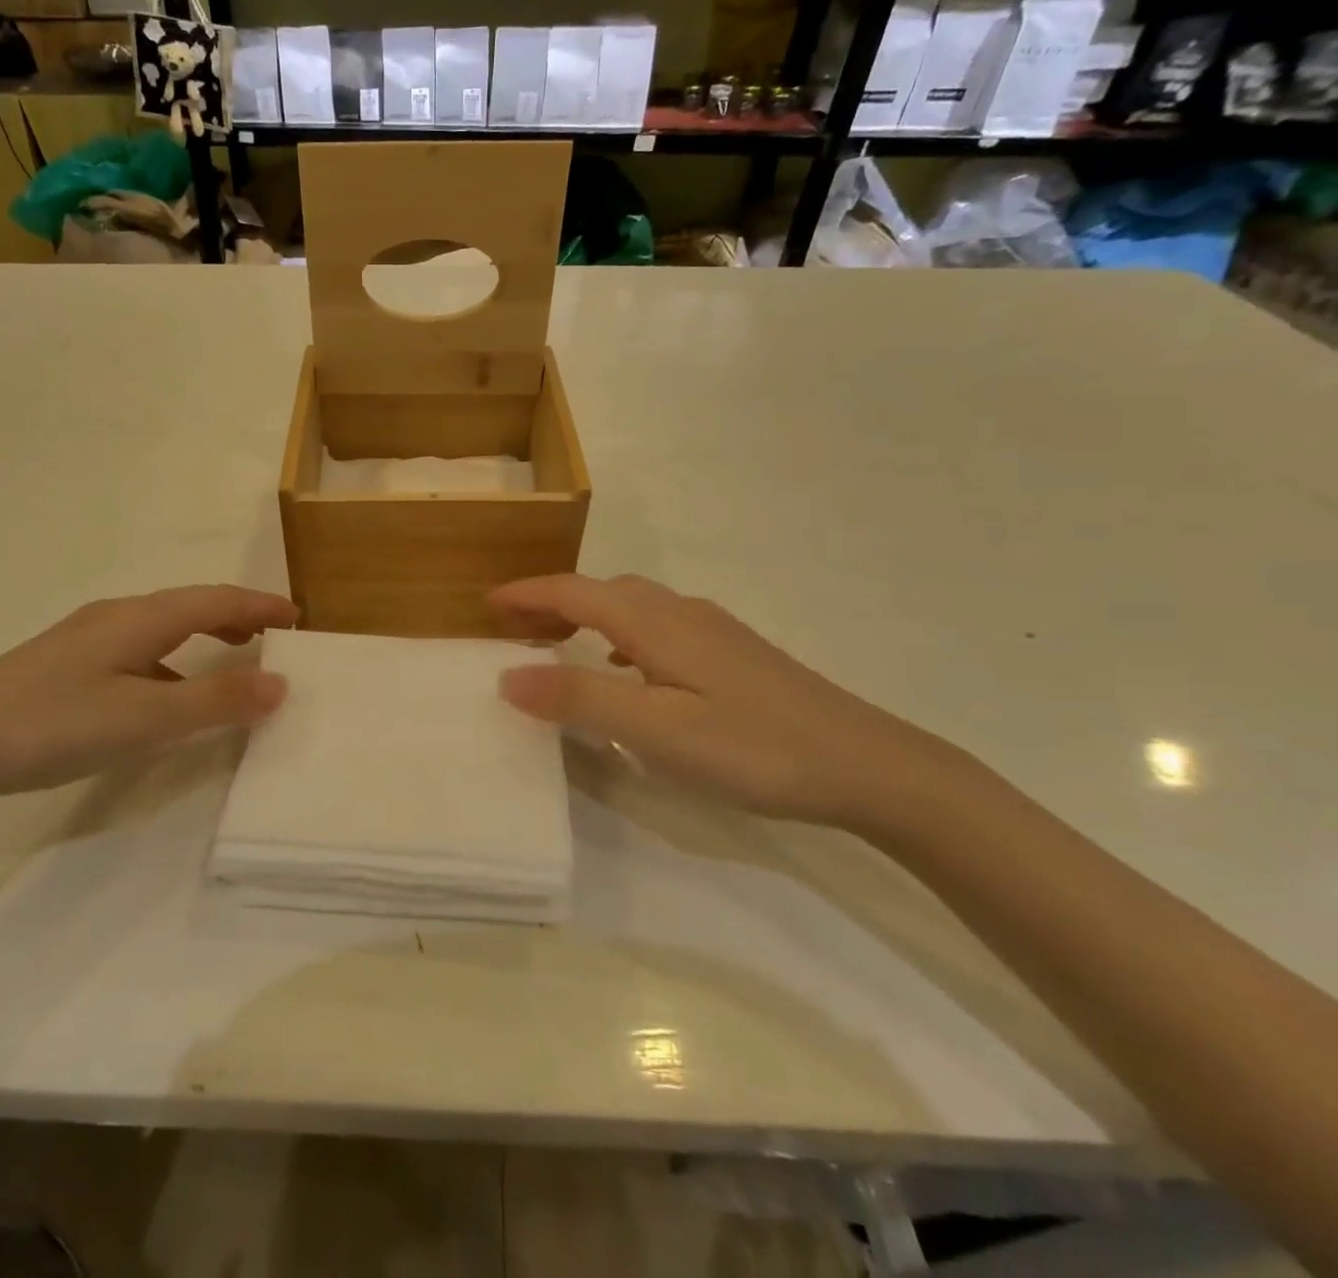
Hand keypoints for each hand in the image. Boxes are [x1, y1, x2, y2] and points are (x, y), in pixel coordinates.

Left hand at [0, 585, 296, 813]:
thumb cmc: (53, 724)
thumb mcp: (144, 718)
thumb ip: (216, 702)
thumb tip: (281, 683)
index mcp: (140, 618)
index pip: (217, 599)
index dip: (261, 606)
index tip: (299, 618)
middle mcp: (116, 617)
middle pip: (191, 606)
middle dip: (237, 617)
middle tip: (274, 637)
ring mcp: (86, 639)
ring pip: (163, 628)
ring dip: (205, 637)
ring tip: (233, 659)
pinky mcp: (66, 664)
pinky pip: (140, 650)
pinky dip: (174, 662)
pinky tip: (166, 695)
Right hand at [490, 574, 989, 834]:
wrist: (870, 765)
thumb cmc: (755, 747)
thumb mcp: (657, 729)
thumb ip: (581, 697)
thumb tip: (508, 675)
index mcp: (656, 623)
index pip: (574, 592)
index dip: (527, 594)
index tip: (485, 602)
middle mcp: (682, 613)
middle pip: (602, 591)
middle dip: (552, 601)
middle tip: (512, 627)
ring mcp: (714, 631)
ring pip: (633, 608)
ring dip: (587, 616)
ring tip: (558, 643)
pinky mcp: (735, 654)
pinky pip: (658, 628)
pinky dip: (622, 635)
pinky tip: (630, 670)